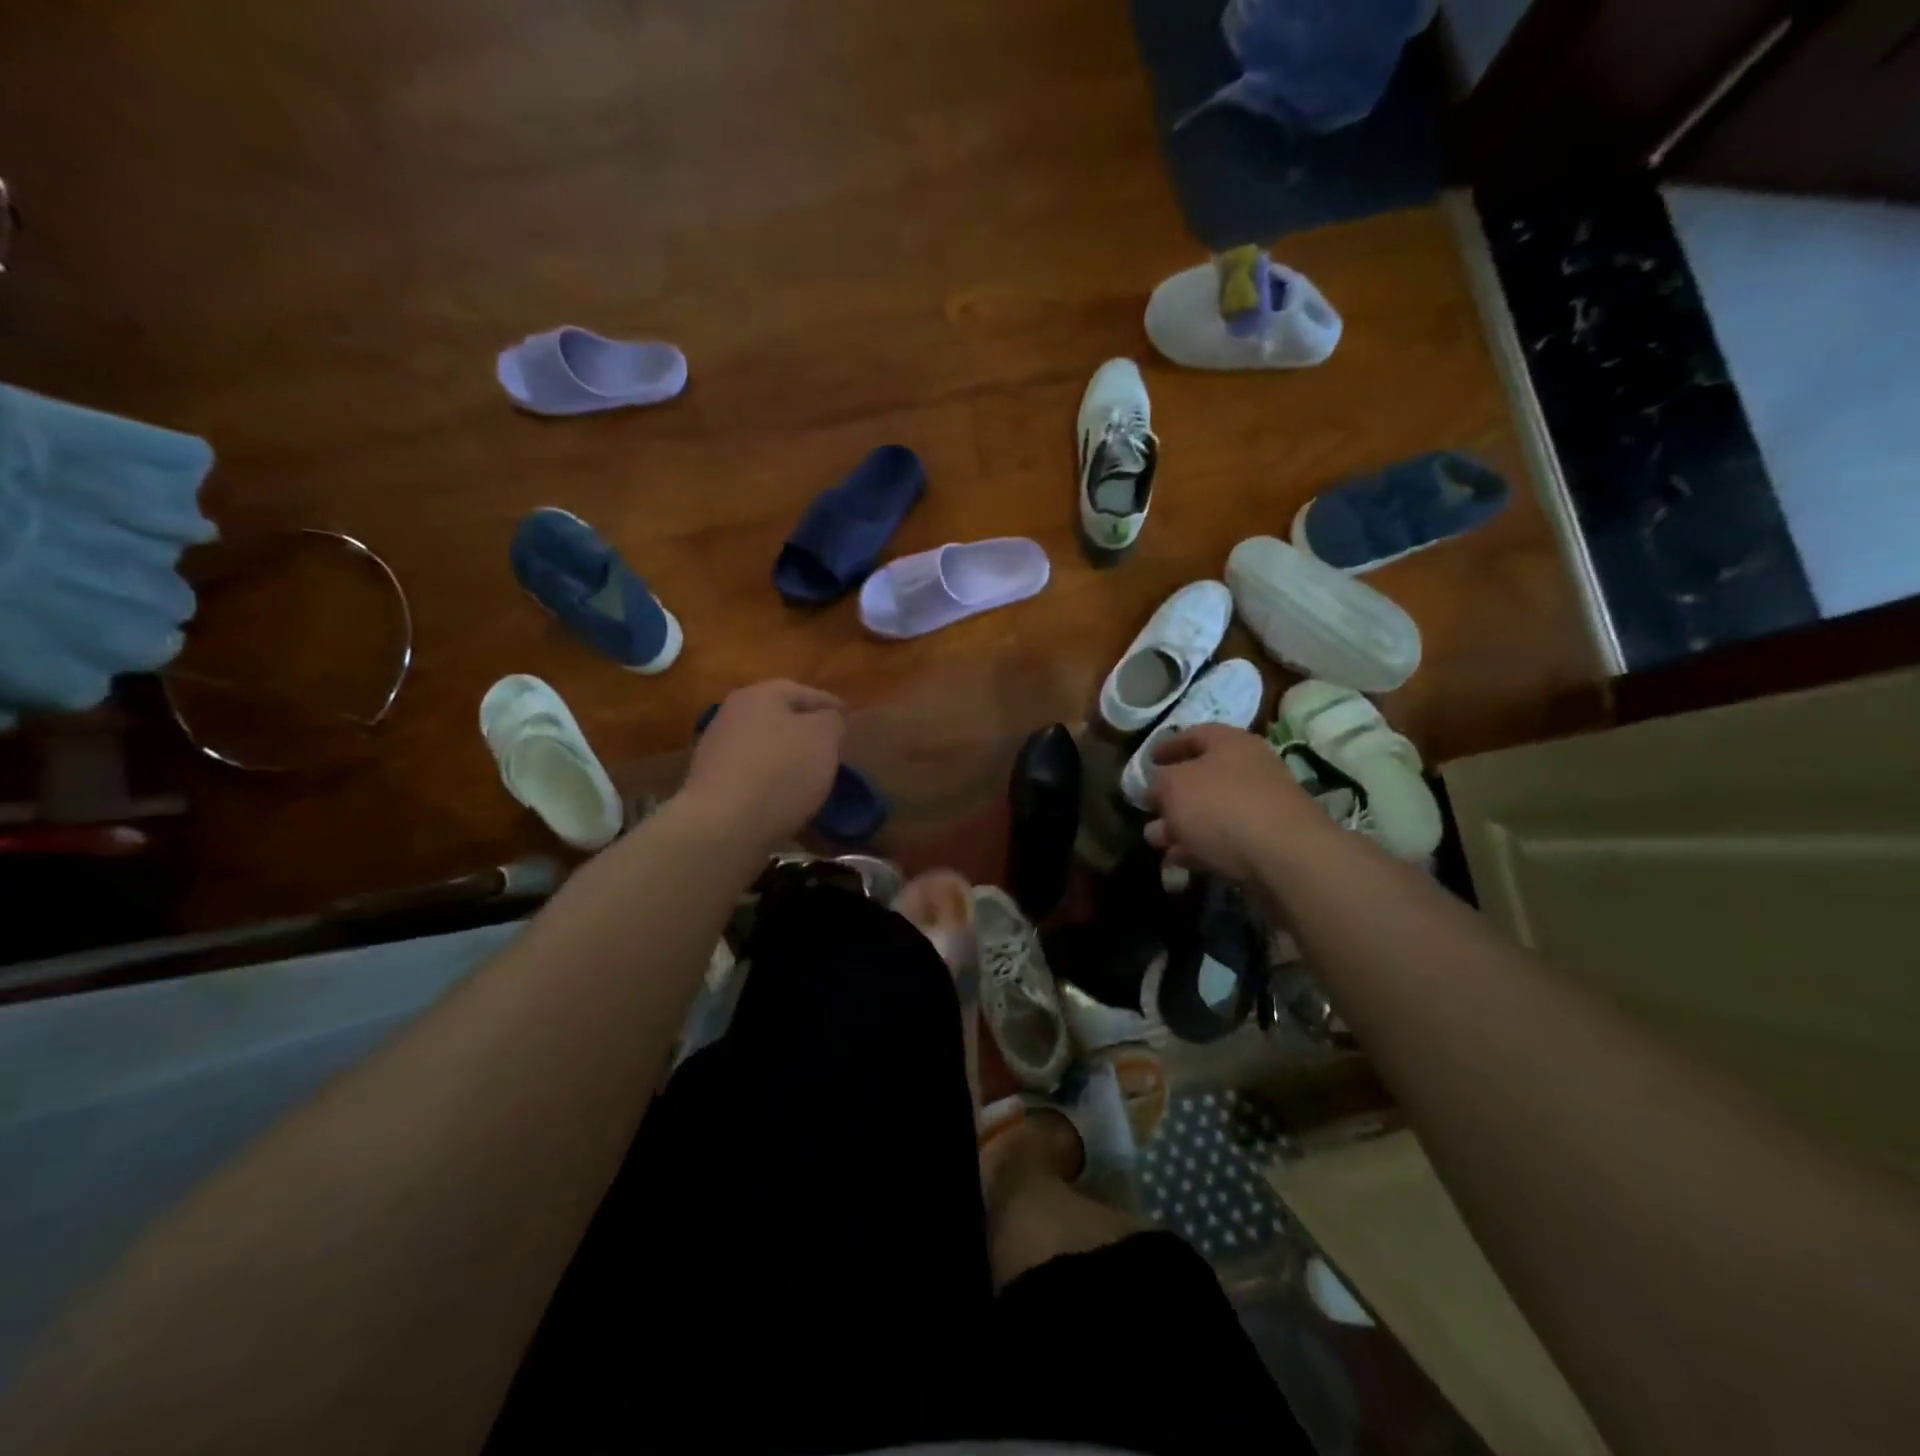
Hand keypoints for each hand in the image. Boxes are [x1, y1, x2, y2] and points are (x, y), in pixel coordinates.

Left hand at [682, 680, 846, 850]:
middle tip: (831, 747)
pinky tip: (784, 794)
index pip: (805, 693)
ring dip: (787, 754)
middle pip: (780, 716)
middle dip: (807, 730)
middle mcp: (733, 713)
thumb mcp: (823, 738)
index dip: (831, 705)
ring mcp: (717, 747)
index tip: (849, 721)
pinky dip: (770, 777)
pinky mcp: (711, 781)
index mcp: (760, 695)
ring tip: (811, 774)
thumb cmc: (781, 773)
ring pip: (765, 743)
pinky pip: (752, 771)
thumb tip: (828, 719)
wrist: (723, 825)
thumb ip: (832, 720)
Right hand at [1143, 723, 1324, 882]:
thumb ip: (1158, 783)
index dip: (1167, 745)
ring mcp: (1260, 808)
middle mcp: (1249, 770)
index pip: (1195, 735)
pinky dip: (1199, 847)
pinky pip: (1224, 840)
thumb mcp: (1173, 786)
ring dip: (1180, 826)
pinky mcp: (1265, 843)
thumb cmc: (1221, 806)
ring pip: (1210, 813)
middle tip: (1147, 809)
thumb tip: (1155, 789)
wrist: (1284, 857)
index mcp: (1231, 743)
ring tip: (1155, 841)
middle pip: (1201, 778)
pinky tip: (1178, 861)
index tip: (1147, 761)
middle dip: (1170, 796)